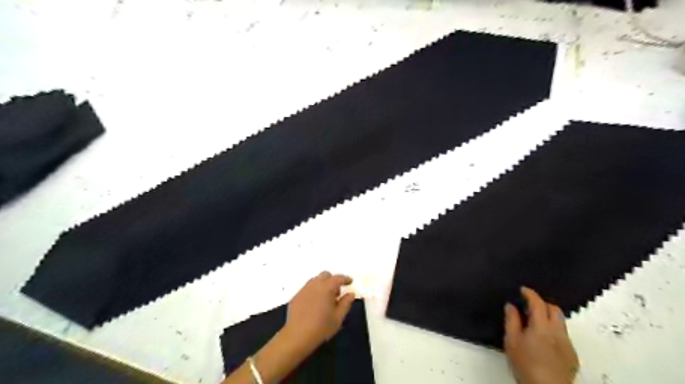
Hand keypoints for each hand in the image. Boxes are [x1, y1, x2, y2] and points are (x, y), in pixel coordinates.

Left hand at [286, 272, 357, 352]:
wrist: (298, 336)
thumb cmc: (321, 327)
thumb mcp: (338, 317)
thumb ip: (346, 303)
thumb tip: (351, 294)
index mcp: (326, 288)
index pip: (338, 278)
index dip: (345, 279)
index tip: (350, 281)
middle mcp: (314, 285)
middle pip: (325, 275)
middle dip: (332, 280)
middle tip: (336, 293)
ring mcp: (304, 290)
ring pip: (315, 281)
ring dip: (322, 285)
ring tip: (325, 299)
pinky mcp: (296, 296)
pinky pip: (307, 289)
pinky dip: (313, 291)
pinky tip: (314, 304)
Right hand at [501, 287, 576, 383]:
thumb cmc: (525, 364)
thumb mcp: (511, 341)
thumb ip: (511, 320)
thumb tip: (511, 306)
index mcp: (542, 326)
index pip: (538, 303)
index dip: (530, 294)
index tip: (523, 289)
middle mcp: (558, 332)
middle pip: (555, 309)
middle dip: (543, 303)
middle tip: (530, 305)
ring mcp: (568, 344)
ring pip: (561, 322)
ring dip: (549, 317)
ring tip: (535, 323)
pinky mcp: (572, 356)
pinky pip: (563, 335)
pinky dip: (554, 331)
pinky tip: (544, 341)